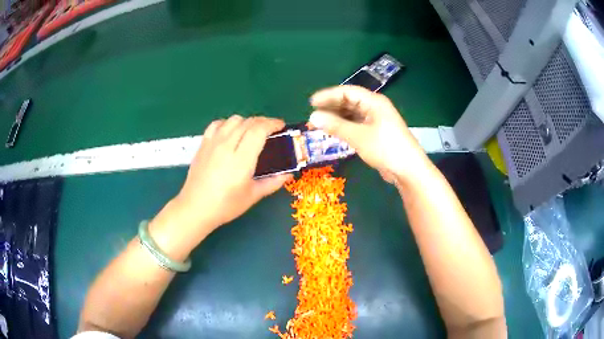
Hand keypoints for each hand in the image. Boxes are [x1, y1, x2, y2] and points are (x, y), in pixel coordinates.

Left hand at [173, 115, 291, 235]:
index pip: (258, 130)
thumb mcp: (253, 196)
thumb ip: (273, 182)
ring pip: (233, 120)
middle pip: (248, 122)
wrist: (196, 208)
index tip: (280, 126)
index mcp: (241, 160)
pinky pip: (217, 124)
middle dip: (263, 122)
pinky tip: (230, 133)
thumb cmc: (226, 205)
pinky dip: (227, 124)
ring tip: (251, 132)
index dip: (272, 123)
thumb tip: (288, 174)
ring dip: (246, 122)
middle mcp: (226, 146)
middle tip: (270, 130)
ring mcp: (213, 143)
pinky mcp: (203, 144)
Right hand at [308, 85, 430, 183]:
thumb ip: (335, 125)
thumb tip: (312, 117)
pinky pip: (356, 125)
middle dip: (331, 107)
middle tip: (313, 115)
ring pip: (352, 114)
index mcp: (374, 102)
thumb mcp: (358, 136)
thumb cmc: (385, 148)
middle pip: (349, 102)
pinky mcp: (376, 133)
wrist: (408, 170)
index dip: (328, 96)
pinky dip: (344, 127)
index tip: (311, 103)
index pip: (347, 92)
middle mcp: (375, 108)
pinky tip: (334, 132)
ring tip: (320, 124)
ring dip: (337, 118)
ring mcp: (376, 121)